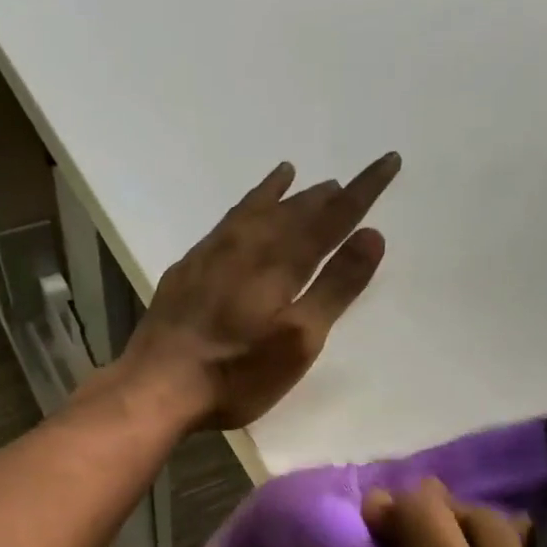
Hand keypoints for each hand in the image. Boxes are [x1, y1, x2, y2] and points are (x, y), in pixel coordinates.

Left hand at [117, 154, 401, 430]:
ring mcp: (212, 255)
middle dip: (324, 195)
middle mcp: (248, 247)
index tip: (388, 161)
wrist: (157, 385)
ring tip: (293, 174)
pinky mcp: (187, 270)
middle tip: (345, 182)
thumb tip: (372, 235)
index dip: (363, 191)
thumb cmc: (237, 373)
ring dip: (280, 194)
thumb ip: (335, 288)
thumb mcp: (298, 340)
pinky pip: (223, 223)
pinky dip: (241, 208)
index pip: (333, 217)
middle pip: (294, 210)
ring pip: (255, 210)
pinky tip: (240, 214)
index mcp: (281, 263)